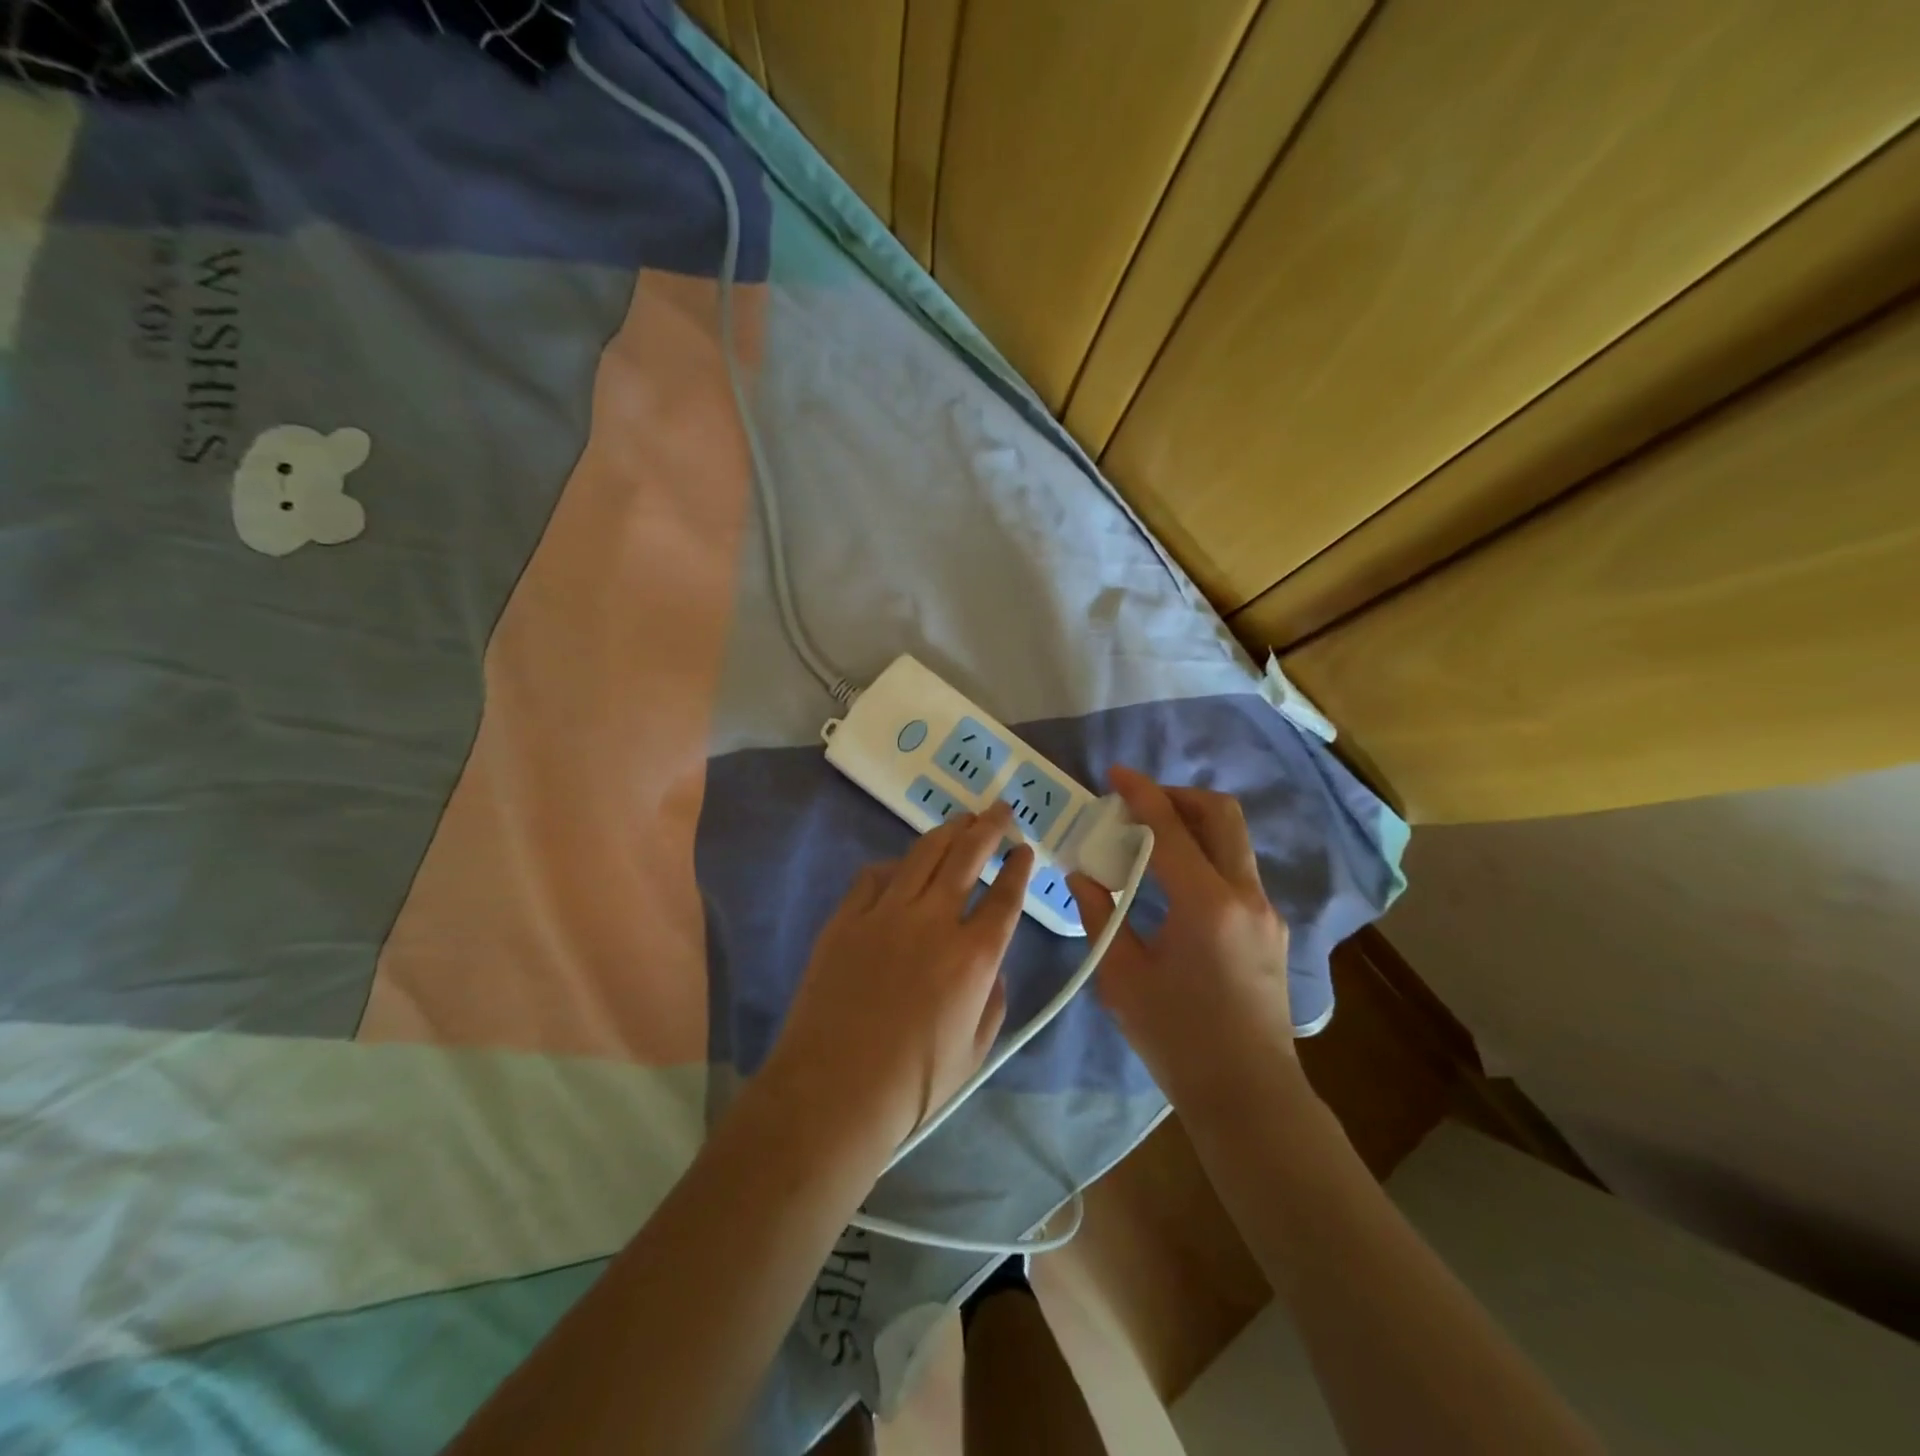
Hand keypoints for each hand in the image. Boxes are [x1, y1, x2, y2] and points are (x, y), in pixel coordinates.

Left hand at [766, 803, 1034, 1156]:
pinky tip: (902, 864)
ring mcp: (886, 914)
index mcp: (974, 956)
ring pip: (923, 855)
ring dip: (947, 832)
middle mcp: (935, 922)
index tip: (1025, 850)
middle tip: (1000, 810)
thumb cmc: (914, 1084)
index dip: (1019, 868)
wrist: (834, 1091)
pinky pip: (874, 876)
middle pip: (968, 857)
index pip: (1006, 897)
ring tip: (961, 819)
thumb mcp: (976, 1052)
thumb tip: (992, 967)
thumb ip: (993, 1001)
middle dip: (989, 828)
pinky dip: (895, 864)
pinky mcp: (847, 919)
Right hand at [1068, 766, 1296, 1110]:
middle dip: (1177, 796)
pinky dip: (1205, 854)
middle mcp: (1244, 895)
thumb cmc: (1178, 1039)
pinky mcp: (1271, 927)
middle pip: (1221, 814)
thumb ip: (1100, 916)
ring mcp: (1265, 910)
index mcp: (1205, 905)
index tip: (1115, 774)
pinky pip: (1236, 869)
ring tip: (1151, 841)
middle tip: (1138, 805)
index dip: (1141, 793)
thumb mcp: (1123, 978)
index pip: (1171, 828)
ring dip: (1193, 824)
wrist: (1249, 1095)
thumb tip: (1083, 875)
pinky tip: (1174, 883)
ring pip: (1233, 839)